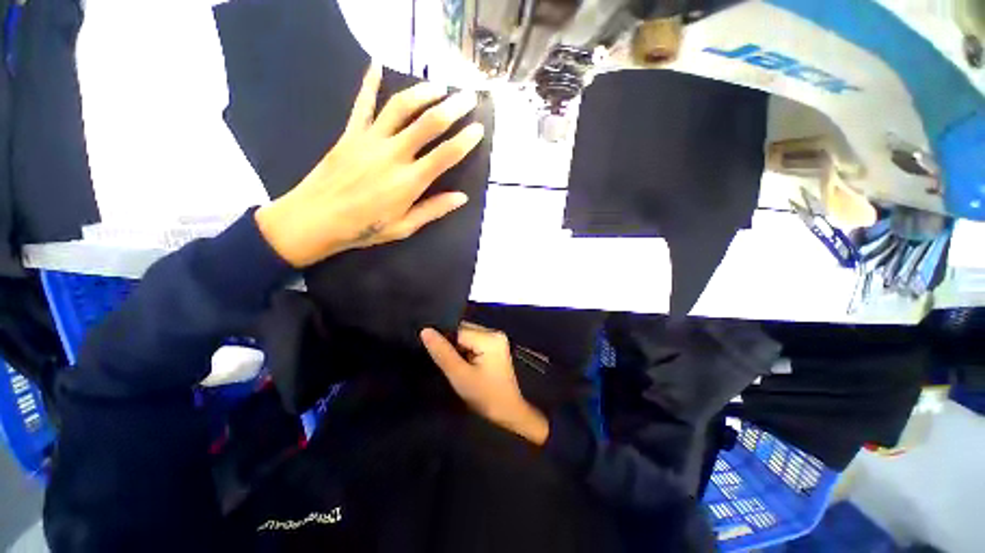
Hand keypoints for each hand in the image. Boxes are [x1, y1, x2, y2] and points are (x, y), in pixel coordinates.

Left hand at [255, 63, 484, 267]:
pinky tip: (378, 63)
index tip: (478, 128)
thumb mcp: (404, 227)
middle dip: (452, 108)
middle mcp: (393, 154)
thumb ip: (433, 210)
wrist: (315, 219)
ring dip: (423, 92)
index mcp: (409, 182)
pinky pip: (362, 103)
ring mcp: (370, 139)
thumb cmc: (364, 228)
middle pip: (428, 123)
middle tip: (468, 97)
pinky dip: (369, 82)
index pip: (445, 155)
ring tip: (439, 85)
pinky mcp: (350, 133)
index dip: (465, 140)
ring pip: (400, 107)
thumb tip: (462, 197)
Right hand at [421, 323, 548, 445]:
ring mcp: (496, 339)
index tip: (436, 356)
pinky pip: (473, 342)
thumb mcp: (460, 375)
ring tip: (455, 365)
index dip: (444, 342)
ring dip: (458, 349)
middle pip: (463, 331)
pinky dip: (465, 351)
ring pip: (467, 337)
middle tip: (447, 363)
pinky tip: (464, 364)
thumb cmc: (485, 396)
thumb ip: (442, 352)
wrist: (508, 412)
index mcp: (490, 337)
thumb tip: (425, 330)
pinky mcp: (495, 346)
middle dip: (452, 345)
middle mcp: (495, 332)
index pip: (458, 330)